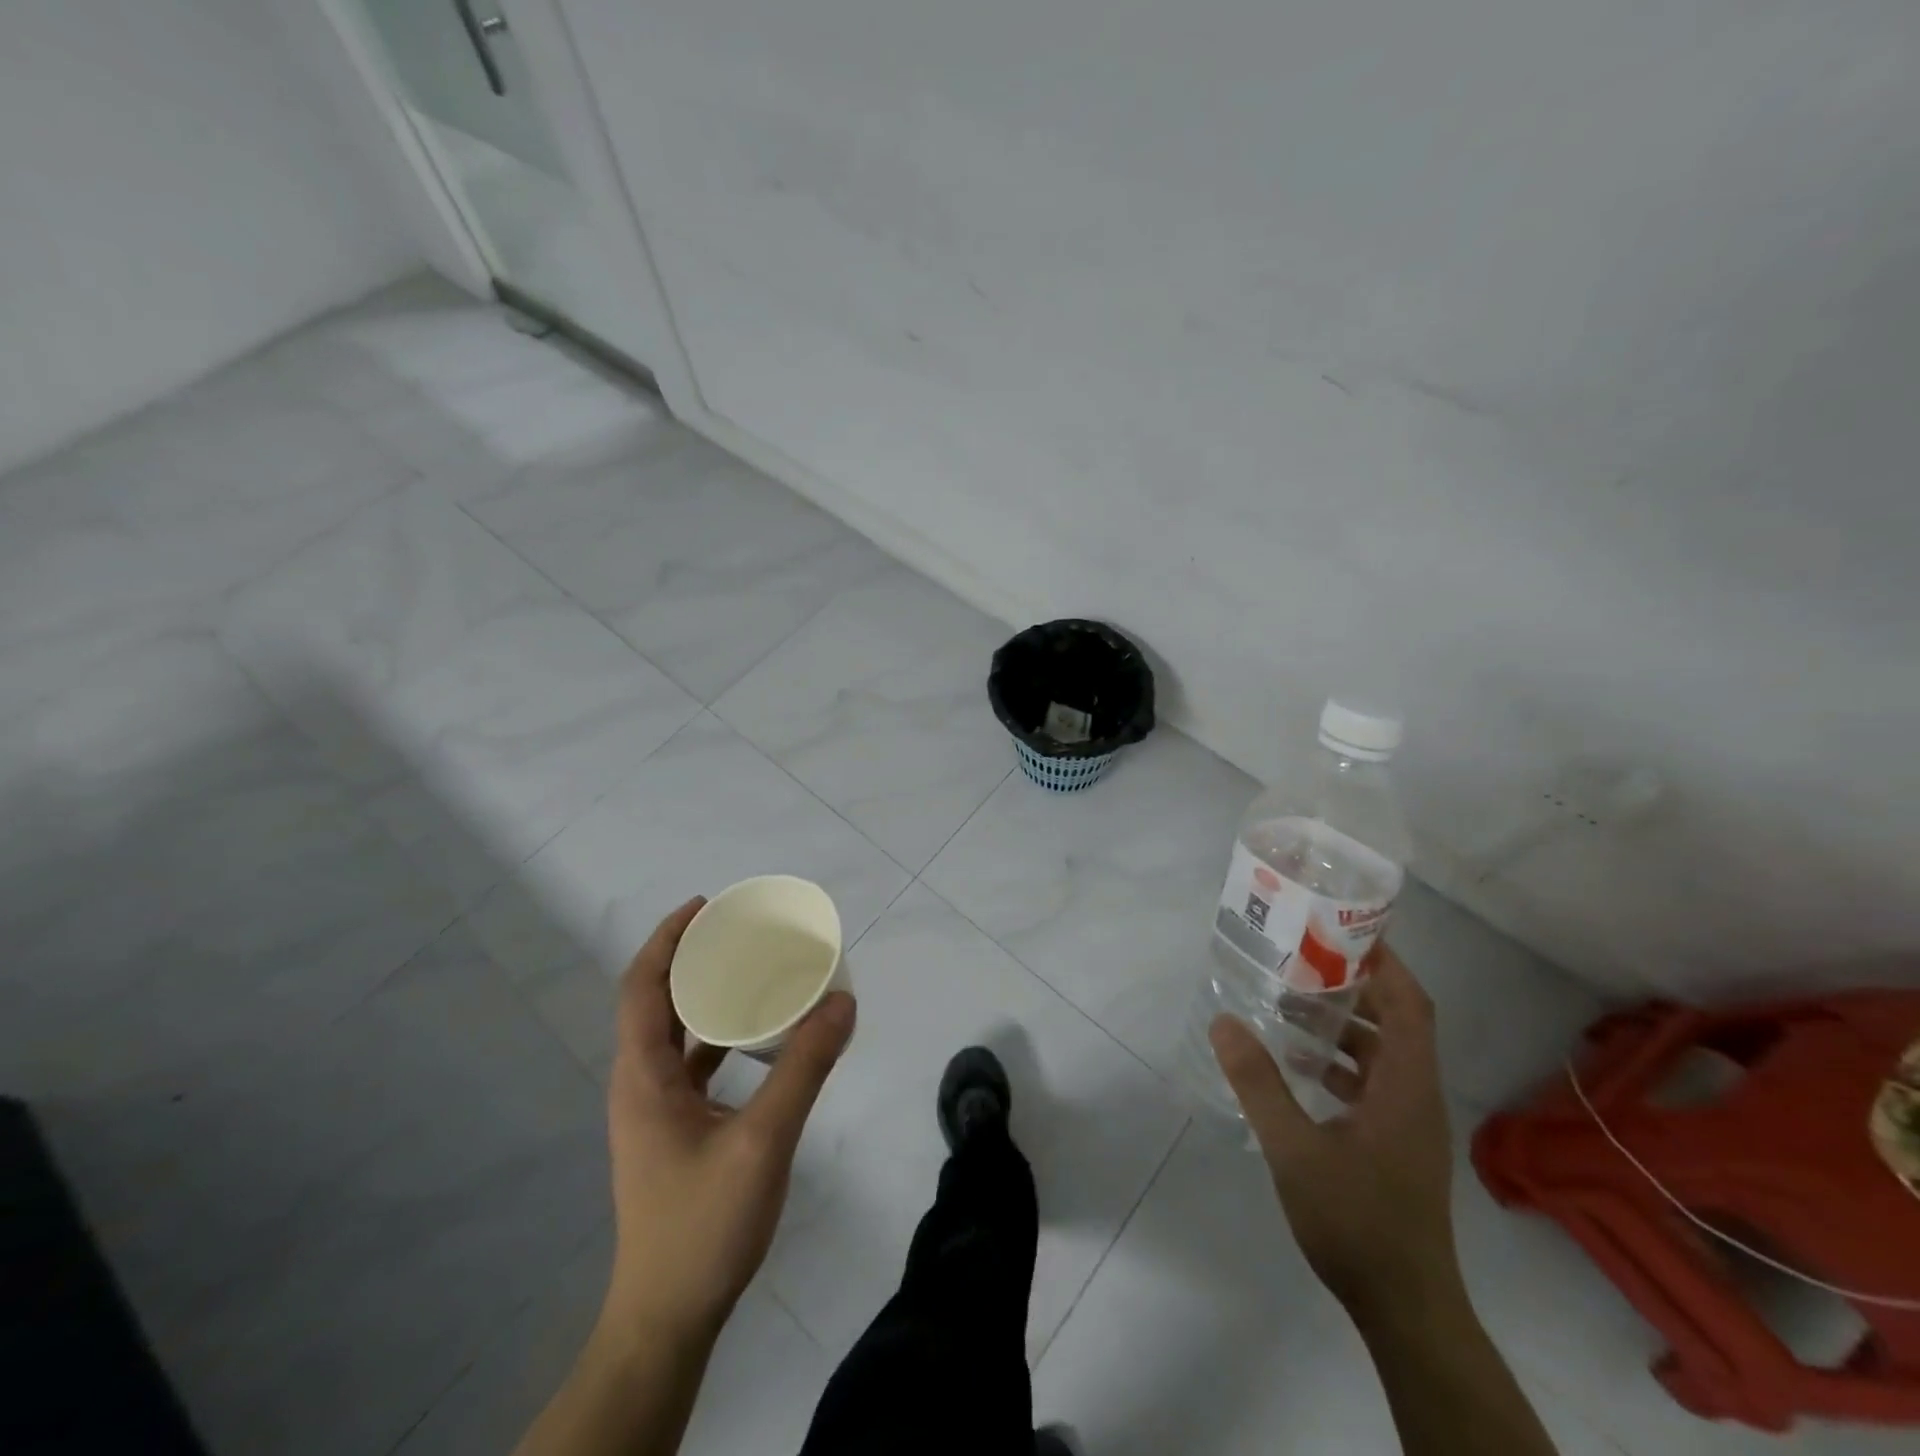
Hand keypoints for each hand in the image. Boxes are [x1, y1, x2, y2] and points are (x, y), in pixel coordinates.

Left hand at [601, 897, 856, 1343]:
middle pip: (657, 1001)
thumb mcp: (763, 1140)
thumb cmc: (703, 1225)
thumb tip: (842, 1002)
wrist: (668, 1319)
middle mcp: (640, 1083)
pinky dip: (719, 1036)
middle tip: (739, 931)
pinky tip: (757, 1036)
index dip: (667, 939)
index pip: (642, 986)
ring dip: (705, 996)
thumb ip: (804, 1068)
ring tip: (751, 970)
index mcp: (643, 1076)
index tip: (706, 906)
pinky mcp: (674, 1132)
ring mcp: (655, 1110)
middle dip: (691, 958)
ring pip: (675, 1033)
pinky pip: (692, 1063)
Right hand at [1209, 945, 1459, 1318]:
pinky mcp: (1396, 1142)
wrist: (1405, 1307)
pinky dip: (1341, 1061)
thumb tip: (1223, 1019)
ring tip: (1290, 1005)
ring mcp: (1409, 1121)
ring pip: (1383, 1053)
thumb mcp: (1294, 1148)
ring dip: (1343, 1024)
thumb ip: (1258, 1082)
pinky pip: (1373, 1081)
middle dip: (1353, 986)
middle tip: (1300, 960)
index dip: (1384, 962)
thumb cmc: (1355, 1220)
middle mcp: (1417, 1095)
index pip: (1409, 1004)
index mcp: (1406, 1086)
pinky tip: (1299, 1065)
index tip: (1340, 931)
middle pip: (1396, 1021)